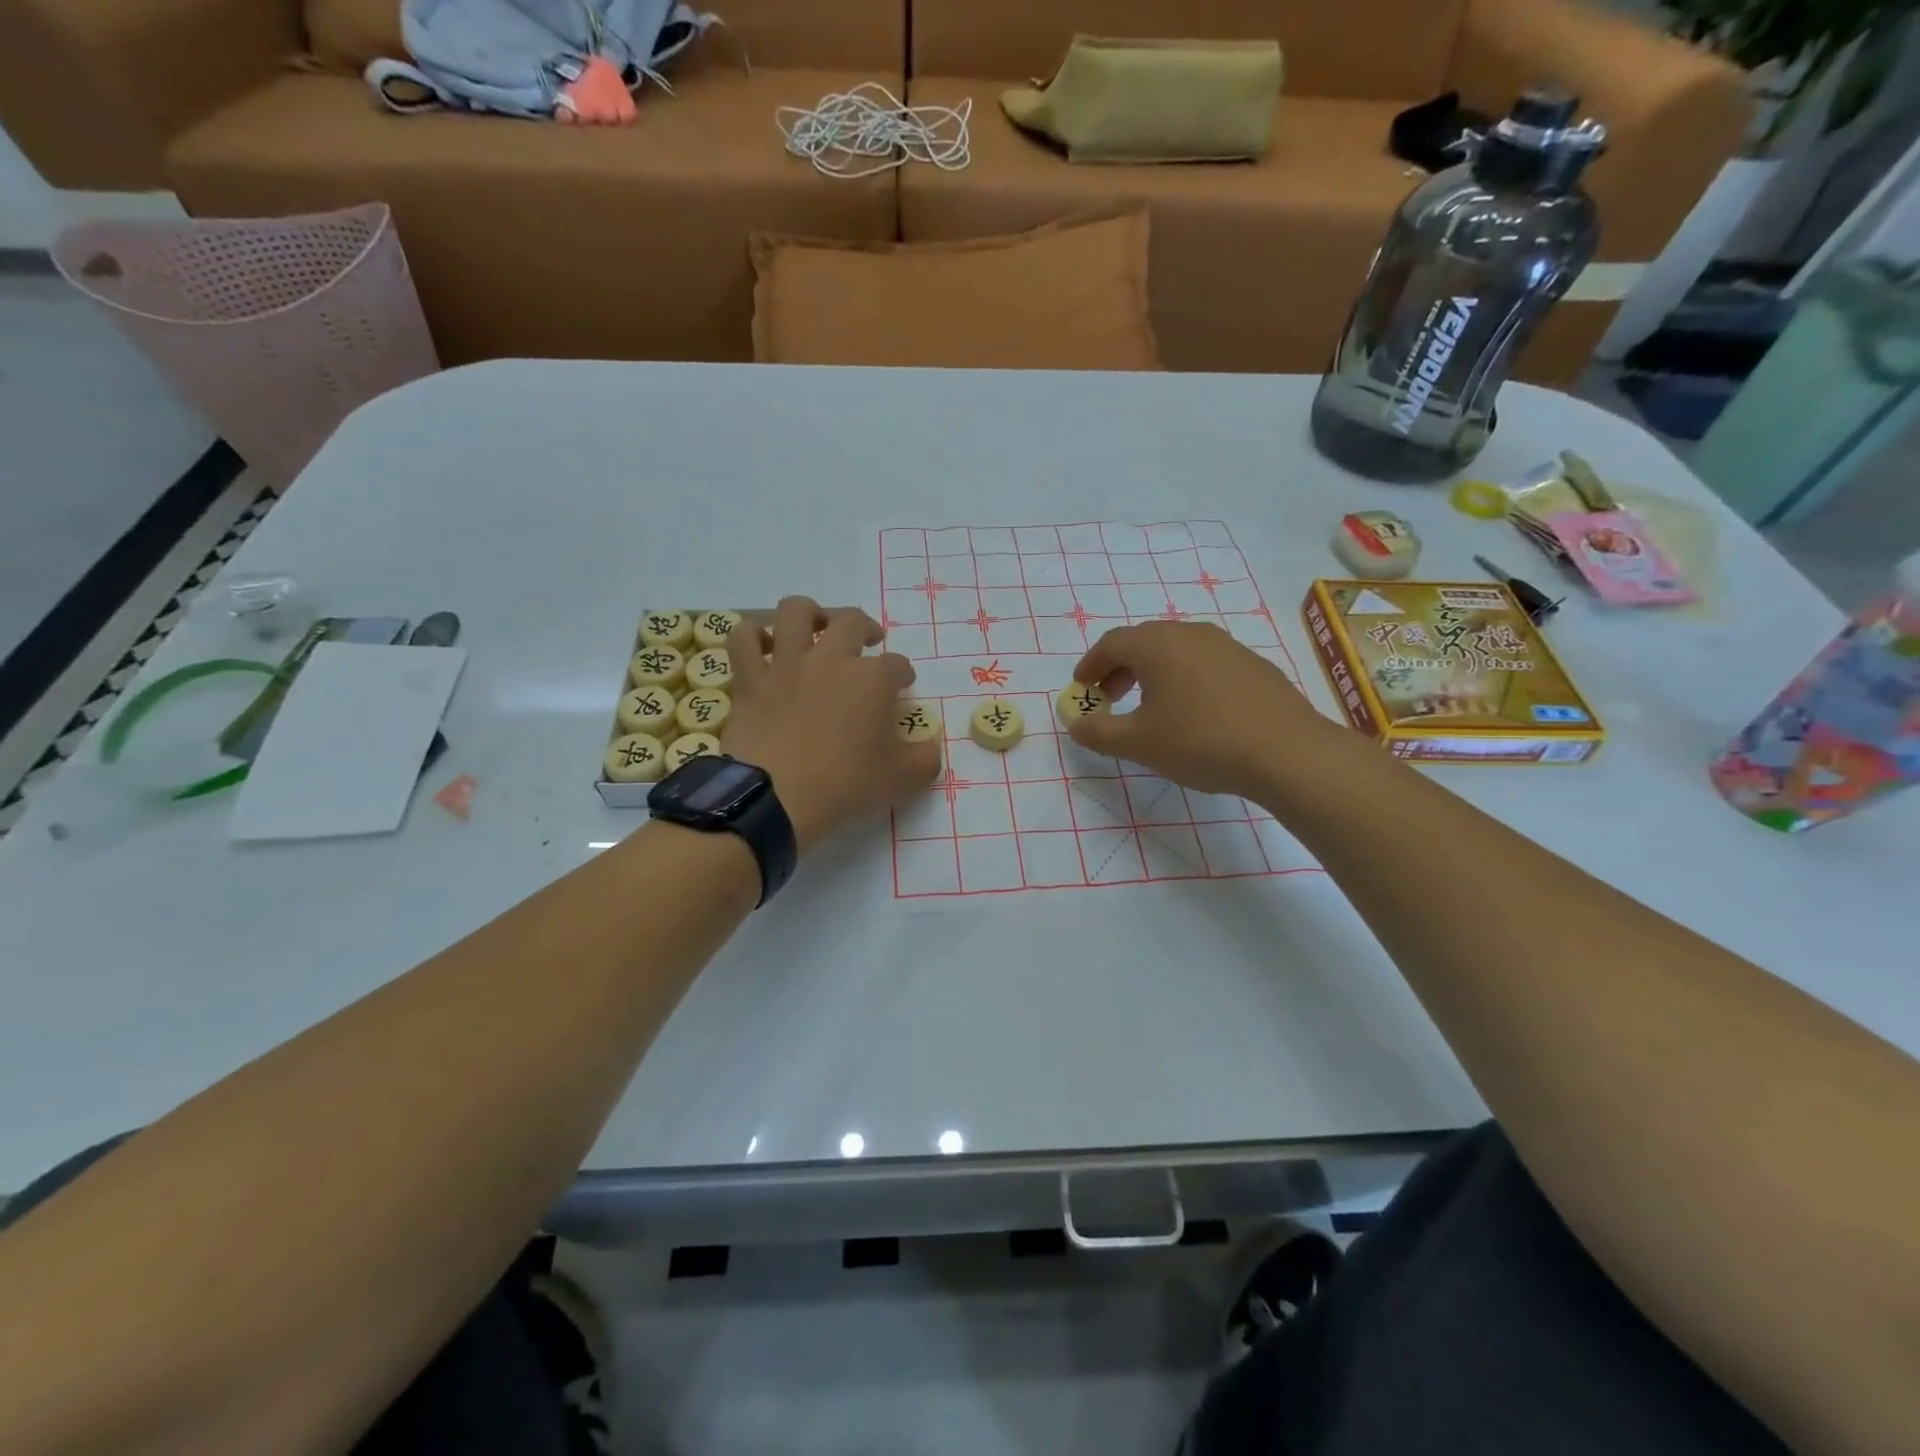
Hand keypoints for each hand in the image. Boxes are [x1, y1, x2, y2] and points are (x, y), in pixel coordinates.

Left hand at [723, 597, 939, 853]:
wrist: (776, 798)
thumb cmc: (844, 785)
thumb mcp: (902, 780)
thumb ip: (926, 759)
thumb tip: (931, 746)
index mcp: (872, 679)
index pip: (897, 665)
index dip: (903, 674)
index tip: (903, 685)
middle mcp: (831, 659)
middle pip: (851, 621)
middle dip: (865, 627)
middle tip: (869, 641)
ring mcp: (787, 664)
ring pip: (796, 612)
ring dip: (810, 614)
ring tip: (816, 627)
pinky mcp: (751, 678)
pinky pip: (744, 638)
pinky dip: (753, 635)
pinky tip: (763, 644)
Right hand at [1066, 622, 1343, 799]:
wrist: (1286, 752)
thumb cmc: (1200, 741)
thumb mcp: (1138, 743)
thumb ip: (1099, 732)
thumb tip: (1075, 724)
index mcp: (1158, 645)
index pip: (1112, 643)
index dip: (1091, 664)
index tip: (1082, 687)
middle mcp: (1192, 634)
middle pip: (1145, 642)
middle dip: (1120, 668)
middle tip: (1110, 698)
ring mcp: (1228, 647)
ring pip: (1178, 651)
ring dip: (1154, 673)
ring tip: (1150, 706)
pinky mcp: (1254, 666)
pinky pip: (1206, 664)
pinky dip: (1186, 679)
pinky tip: (1194, 713)